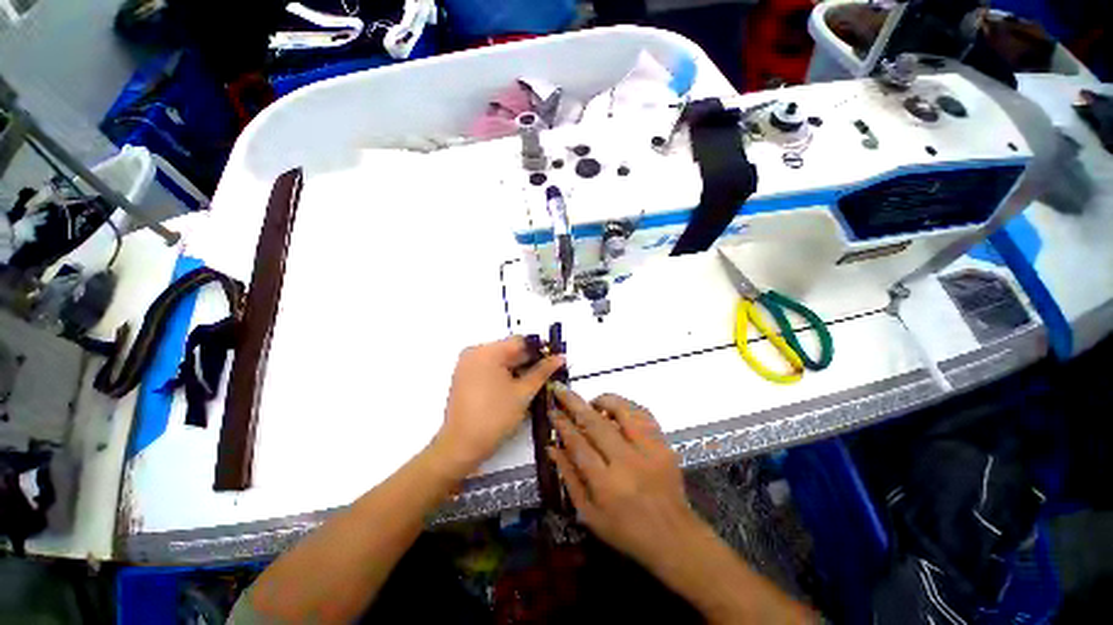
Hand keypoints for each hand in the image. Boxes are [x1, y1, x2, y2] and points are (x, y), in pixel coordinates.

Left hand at [438, 337, 564, 474]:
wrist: (461, 446)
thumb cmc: (495, 417)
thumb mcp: (523, 393)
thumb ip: (542, 371)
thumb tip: (560, 357)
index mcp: (487, 351)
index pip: (520, 341)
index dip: (540, 350)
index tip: (554, 361)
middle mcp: (474, 352)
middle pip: (509, 350)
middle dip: (529, 361)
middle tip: (547, 374)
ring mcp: (467, 365)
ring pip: (500, 360)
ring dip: (517, 369)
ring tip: (534, 383)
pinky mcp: (464, 377)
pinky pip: (489, 368)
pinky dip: (504, 374)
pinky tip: (516, 387)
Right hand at [547, 386, 700, 569]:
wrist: (673, 536)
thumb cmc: (625, 531)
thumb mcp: (589, 514)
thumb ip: (569, 477)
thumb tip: (551, 447)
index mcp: (606, 485)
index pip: (578, 444)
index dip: (563, 425)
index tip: (552, 410)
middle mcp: (627, 462)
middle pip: (596, 422)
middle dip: (574, 402)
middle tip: (561, 389)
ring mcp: (649, 450)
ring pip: (622, 410)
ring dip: (602, 400)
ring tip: (592, 404)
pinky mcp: (664, 444)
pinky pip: (643, 414)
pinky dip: (627, 406)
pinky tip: (617, 411)